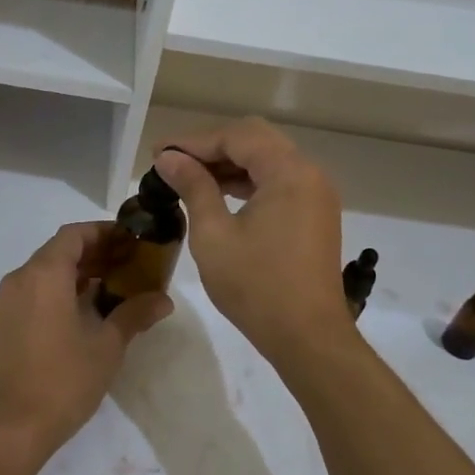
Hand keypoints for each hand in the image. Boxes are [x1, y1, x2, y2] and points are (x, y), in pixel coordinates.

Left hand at [0, 221, 173, 464]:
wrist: (10, 428)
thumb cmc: (63, 379)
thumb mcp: (107, 346)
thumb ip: (134, 314)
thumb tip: (164, 300)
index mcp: (44, 274)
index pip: (74, 235)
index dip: (103, 233)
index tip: (131, 241)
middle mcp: (21, 279)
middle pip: (59, 251)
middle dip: (94, 253)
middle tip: (130, 264)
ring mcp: (8, 302)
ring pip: (46, 272)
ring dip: (78, 273)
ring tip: (114, 286)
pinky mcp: (4, 324)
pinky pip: (35, 291)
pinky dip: (61, 290)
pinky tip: (87, 310)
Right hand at [152, 119, 351, 364]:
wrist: (308, 337)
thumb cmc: (256, 286)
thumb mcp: (213, 234)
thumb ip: (193, 187)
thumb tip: (169, 159)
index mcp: (288, 172)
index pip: (236, 137)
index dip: (193, 141)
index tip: (159, 153)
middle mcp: (309, 173)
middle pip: (255, 139)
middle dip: (212, 146)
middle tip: (173, 161)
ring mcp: (316, 194)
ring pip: (268, 159)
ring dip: (229, 163)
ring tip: (188, 176)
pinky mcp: (314, 214)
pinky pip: (279, 181)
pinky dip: (248, 181)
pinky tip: (219, 193)